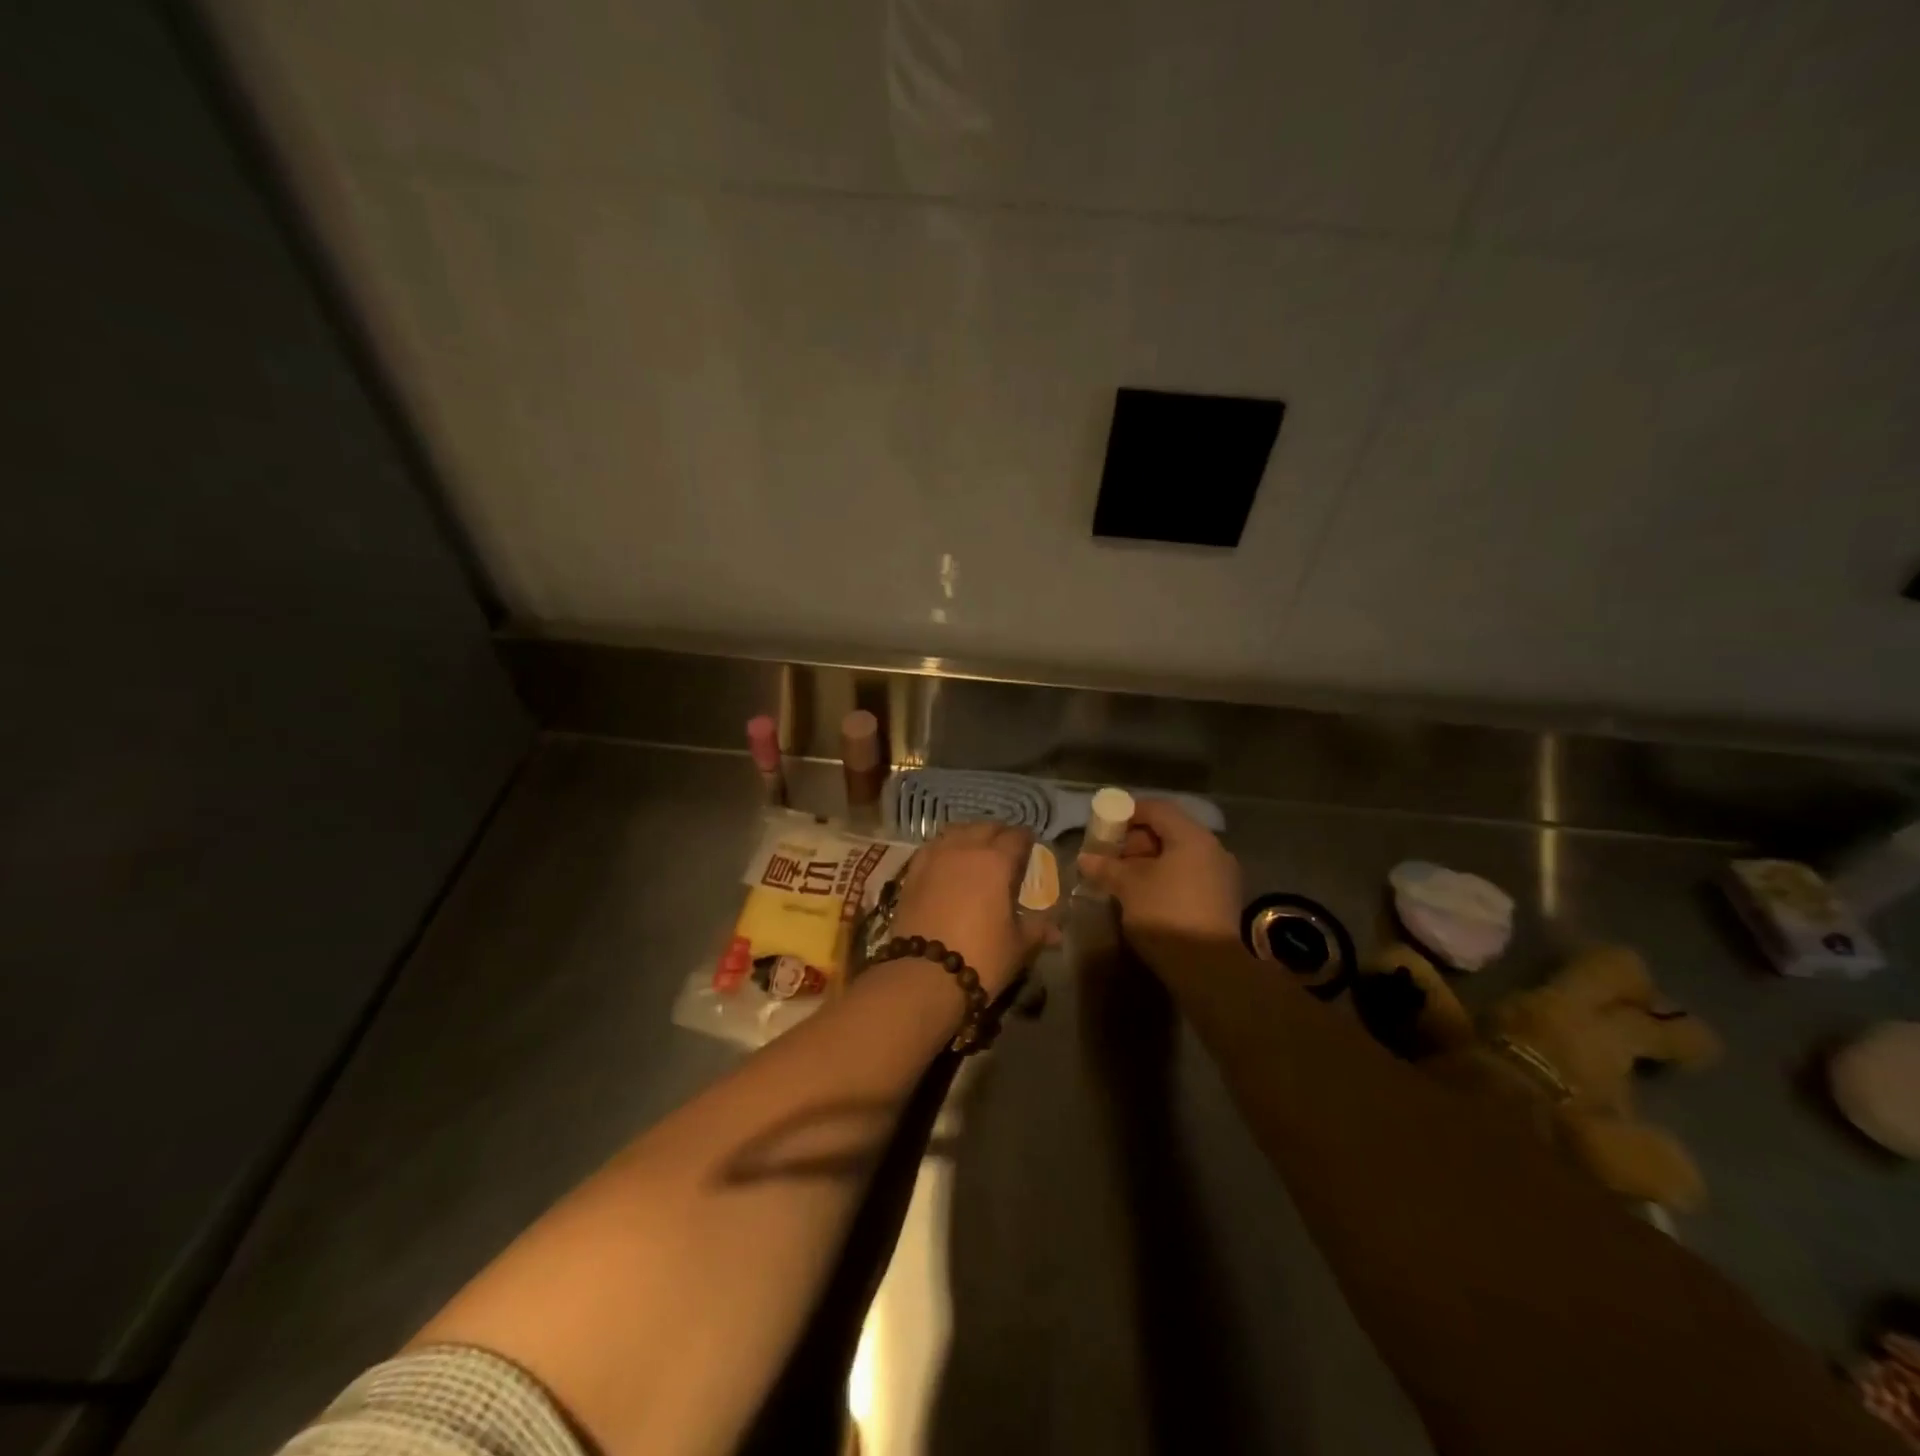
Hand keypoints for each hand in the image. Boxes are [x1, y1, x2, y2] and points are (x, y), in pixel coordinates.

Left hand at [890, 822, 1052, 996]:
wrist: (923, 975)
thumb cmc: (981, 957)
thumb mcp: (1018, 946)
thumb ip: (1038, 930)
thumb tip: (1057, 930)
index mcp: (997, 861)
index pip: (1017, 836)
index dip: (1027, 840)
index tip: (1031, 848)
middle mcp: (965, 848)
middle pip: (985, 827)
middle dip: (999, 834)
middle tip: (1006, 849)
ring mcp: (935, 856)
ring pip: (956, 831)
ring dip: (970, 836)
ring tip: (976, 851)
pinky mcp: (913, 871)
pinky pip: (933, 847)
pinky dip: (945, 848)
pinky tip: (947, 861)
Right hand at [1076, 798, 1242, 946]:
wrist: (1210, 968)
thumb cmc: (1167, 913)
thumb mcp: (1129, 886)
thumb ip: (1107, 867)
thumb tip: (1085, 858)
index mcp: (1192, 837)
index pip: (1157, 809)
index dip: (1127, 812)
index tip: (1104, 826)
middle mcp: (1212, 849)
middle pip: (1169, 831)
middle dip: (1135, 841)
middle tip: (1110, 856)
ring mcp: (1220, 876)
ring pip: (1178, 856)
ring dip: (1149, 862)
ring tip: (1122, 879)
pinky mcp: (1221, 900)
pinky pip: (1187, 876)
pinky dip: (1164, 878)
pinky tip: (1144, 896)